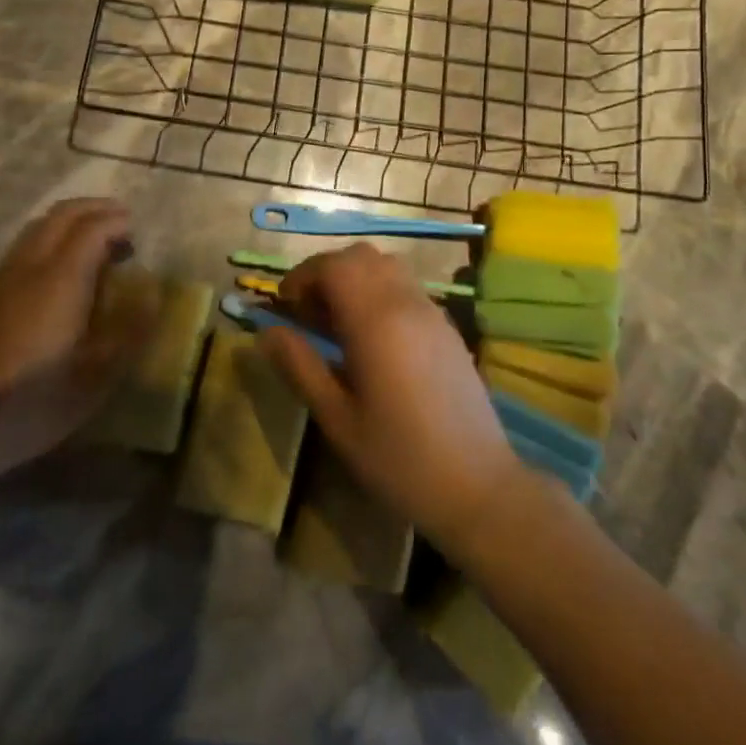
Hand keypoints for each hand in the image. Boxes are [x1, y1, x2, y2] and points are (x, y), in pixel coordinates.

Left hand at [0, 198, 134, 461]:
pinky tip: (65, 268)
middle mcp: (30, 266)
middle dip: (95, 209)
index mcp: (61, 279)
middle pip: (62, 215)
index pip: (92, 228)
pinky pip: (26, 245)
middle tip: (123, 223)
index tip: (139, 230)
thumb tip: (154, 293)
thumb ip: (130, 329)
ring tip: (98, 241)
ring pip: (40, 226)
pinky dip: (52, 238)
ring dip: (72, 221)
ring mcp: (4, 277)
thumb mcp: (98, 376)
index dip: (117, 221)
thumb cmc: (37, 401)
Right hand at [261, 242, 524, 555]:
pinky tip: (373, 338)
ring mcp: (432, 312)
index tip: (284, 306)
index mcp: (375, 320)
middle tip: (308, 313)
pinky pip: (407, 287)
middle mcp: (405, 303)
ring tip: (338, 323)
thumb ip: (300, 366)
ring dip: (355, 279)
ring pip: (387, 266)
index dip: (302, 276)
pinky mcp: (447, 328)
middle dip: (327, 273)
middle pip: (360, 257)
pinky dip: (380, 292)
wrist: (478, 487)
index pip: (333, 266)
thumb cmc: (398, 458)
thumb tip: (267, 331)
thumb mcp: (337, 418)